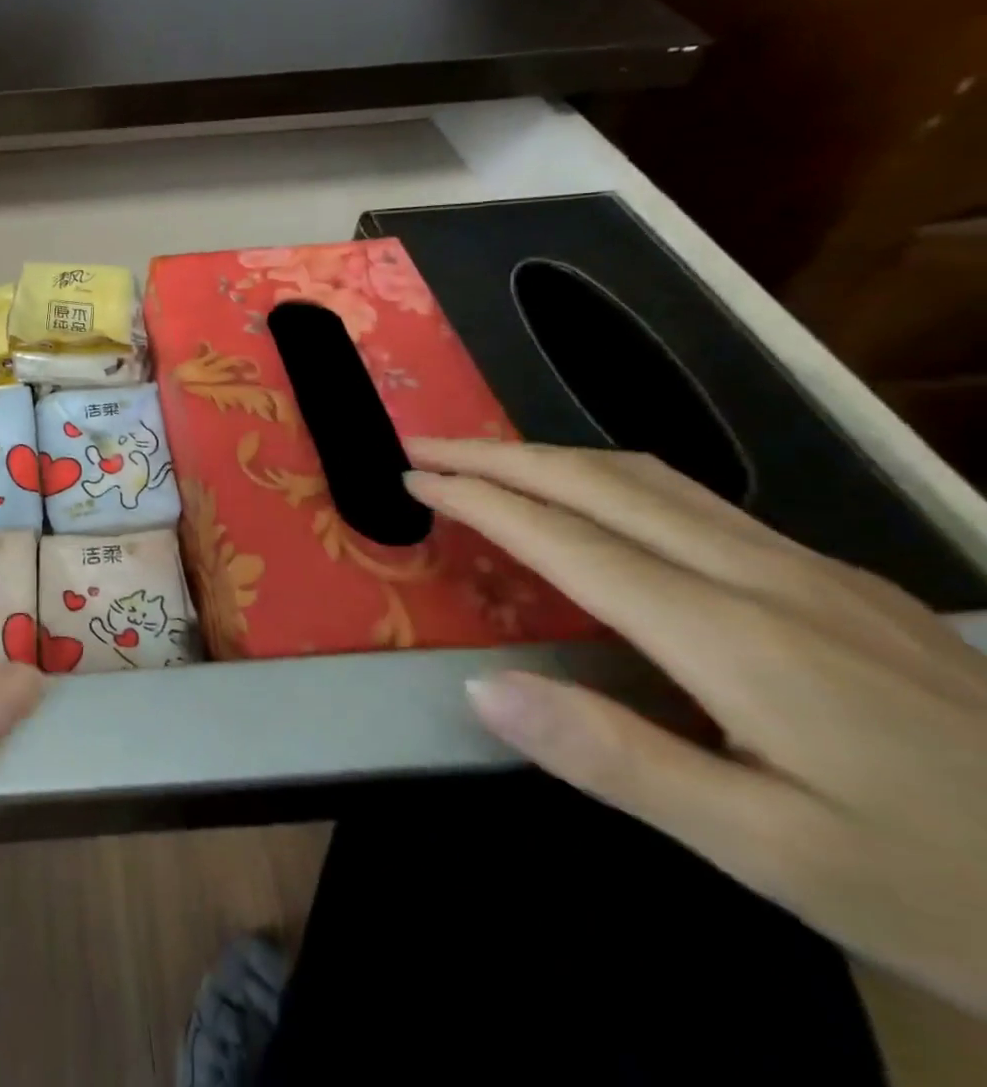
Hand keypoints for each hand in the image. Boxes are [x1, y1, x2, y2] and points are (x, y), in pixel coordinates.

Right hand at [405, 438, 986, 1019]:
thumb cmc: (956, 896)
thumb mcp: (772, 857)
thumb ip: (615, 761)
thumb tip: (481, 689)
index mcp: (733, 636)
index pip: (568, 540)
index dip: (482, 500)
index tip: (412, 478)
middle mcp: (766, 578)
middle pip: (604, 484)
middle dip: (500, 456)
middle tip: (423, 448)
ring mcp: (814, 573)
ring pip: (654, 480)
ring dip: (553, 458)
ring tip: (488, 462)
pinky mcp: (845, 586)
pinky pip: (697, 502)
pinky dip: (612, 480)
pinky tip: (599, 504)